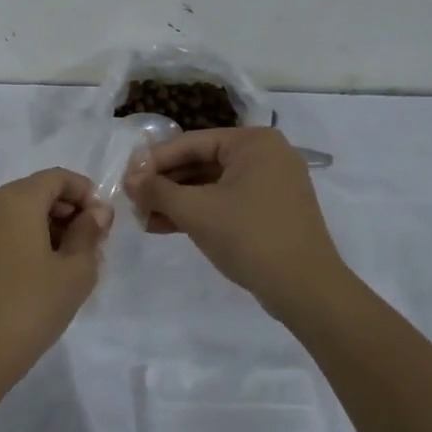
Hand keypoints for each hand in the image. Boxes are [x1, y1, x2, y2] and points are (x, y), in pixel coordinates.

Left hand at [0, 168, 111, 394]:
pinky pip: (7, 230)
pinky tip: (49, 272)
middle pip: (39, 191)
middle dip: (70, 211)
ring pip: (23, 212)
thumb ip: (89, 233)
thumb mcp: (75, 271)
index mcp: (16, 198)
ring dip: (52, 227)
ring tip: (75, 264)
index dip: (86, 193)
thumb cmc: (31, 306)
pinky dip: (31, 239)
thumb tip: (97, 212)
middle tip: (95, 246)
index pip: (58, 177)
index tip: (105, 224)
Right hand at [124, 128, 348, 318]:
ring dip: (177, 201)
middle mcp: (265, 154)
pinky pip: (226, 201)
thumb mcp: (195, 211)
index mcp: (252, 142)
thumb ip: (157, 190)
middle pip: (201, 162)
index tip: (125, 179)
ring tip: (143, 218)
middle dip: (165, 184)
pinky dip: (198, 212)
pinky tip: (166, 226)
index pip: (190, 143)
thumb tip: (129, 179)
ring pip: (211, 184)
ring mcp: (271, 183)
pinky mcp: (270, 209)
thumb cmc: (248, 236)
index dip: (153, 161)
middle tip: (133, 201)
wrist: (305, 289)